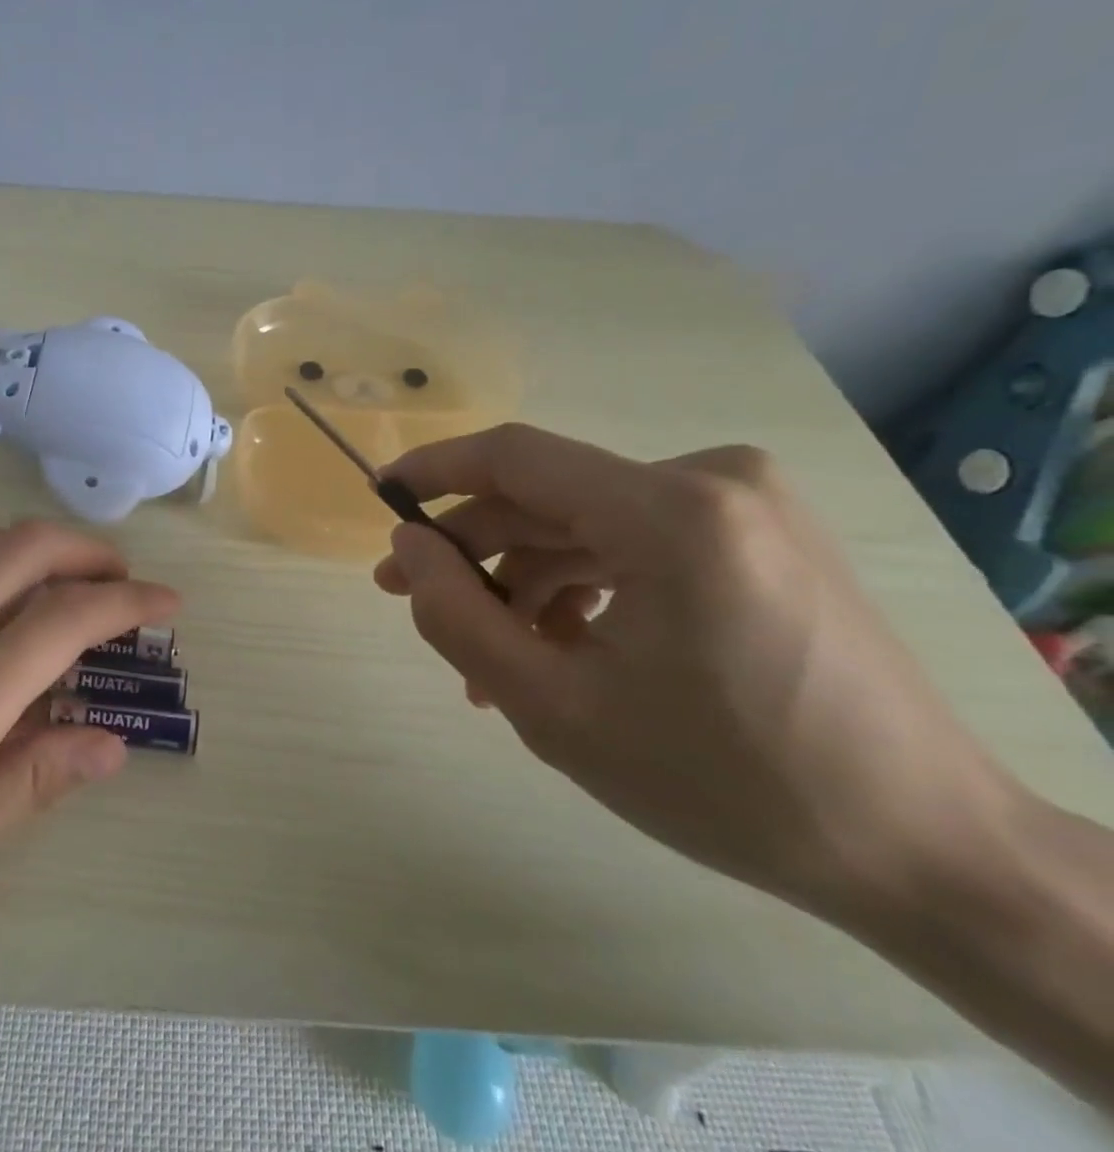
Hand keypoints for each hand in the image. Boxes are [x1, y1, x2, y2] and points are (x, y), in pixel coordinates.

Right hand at [373, 423, 1018, 918]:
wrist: (929, 851)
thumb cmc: (727, 782)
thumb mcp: (553, 709)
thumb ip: (456, 616)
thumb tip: (407, 547)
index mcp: (672, 512)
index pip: (515, 457)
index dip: (433, 469)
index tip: (378, 495)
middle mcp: (713, 481)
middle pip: (549, 497)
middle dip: (474, 549)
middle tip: (409, 595)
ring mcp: (745, 505)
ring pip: (588, 525)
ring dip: (526, 581)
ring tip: (491, 660)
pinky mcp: (758, 535)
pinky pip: (636, 543)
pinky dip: (583, 587)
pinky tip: (559, 650)